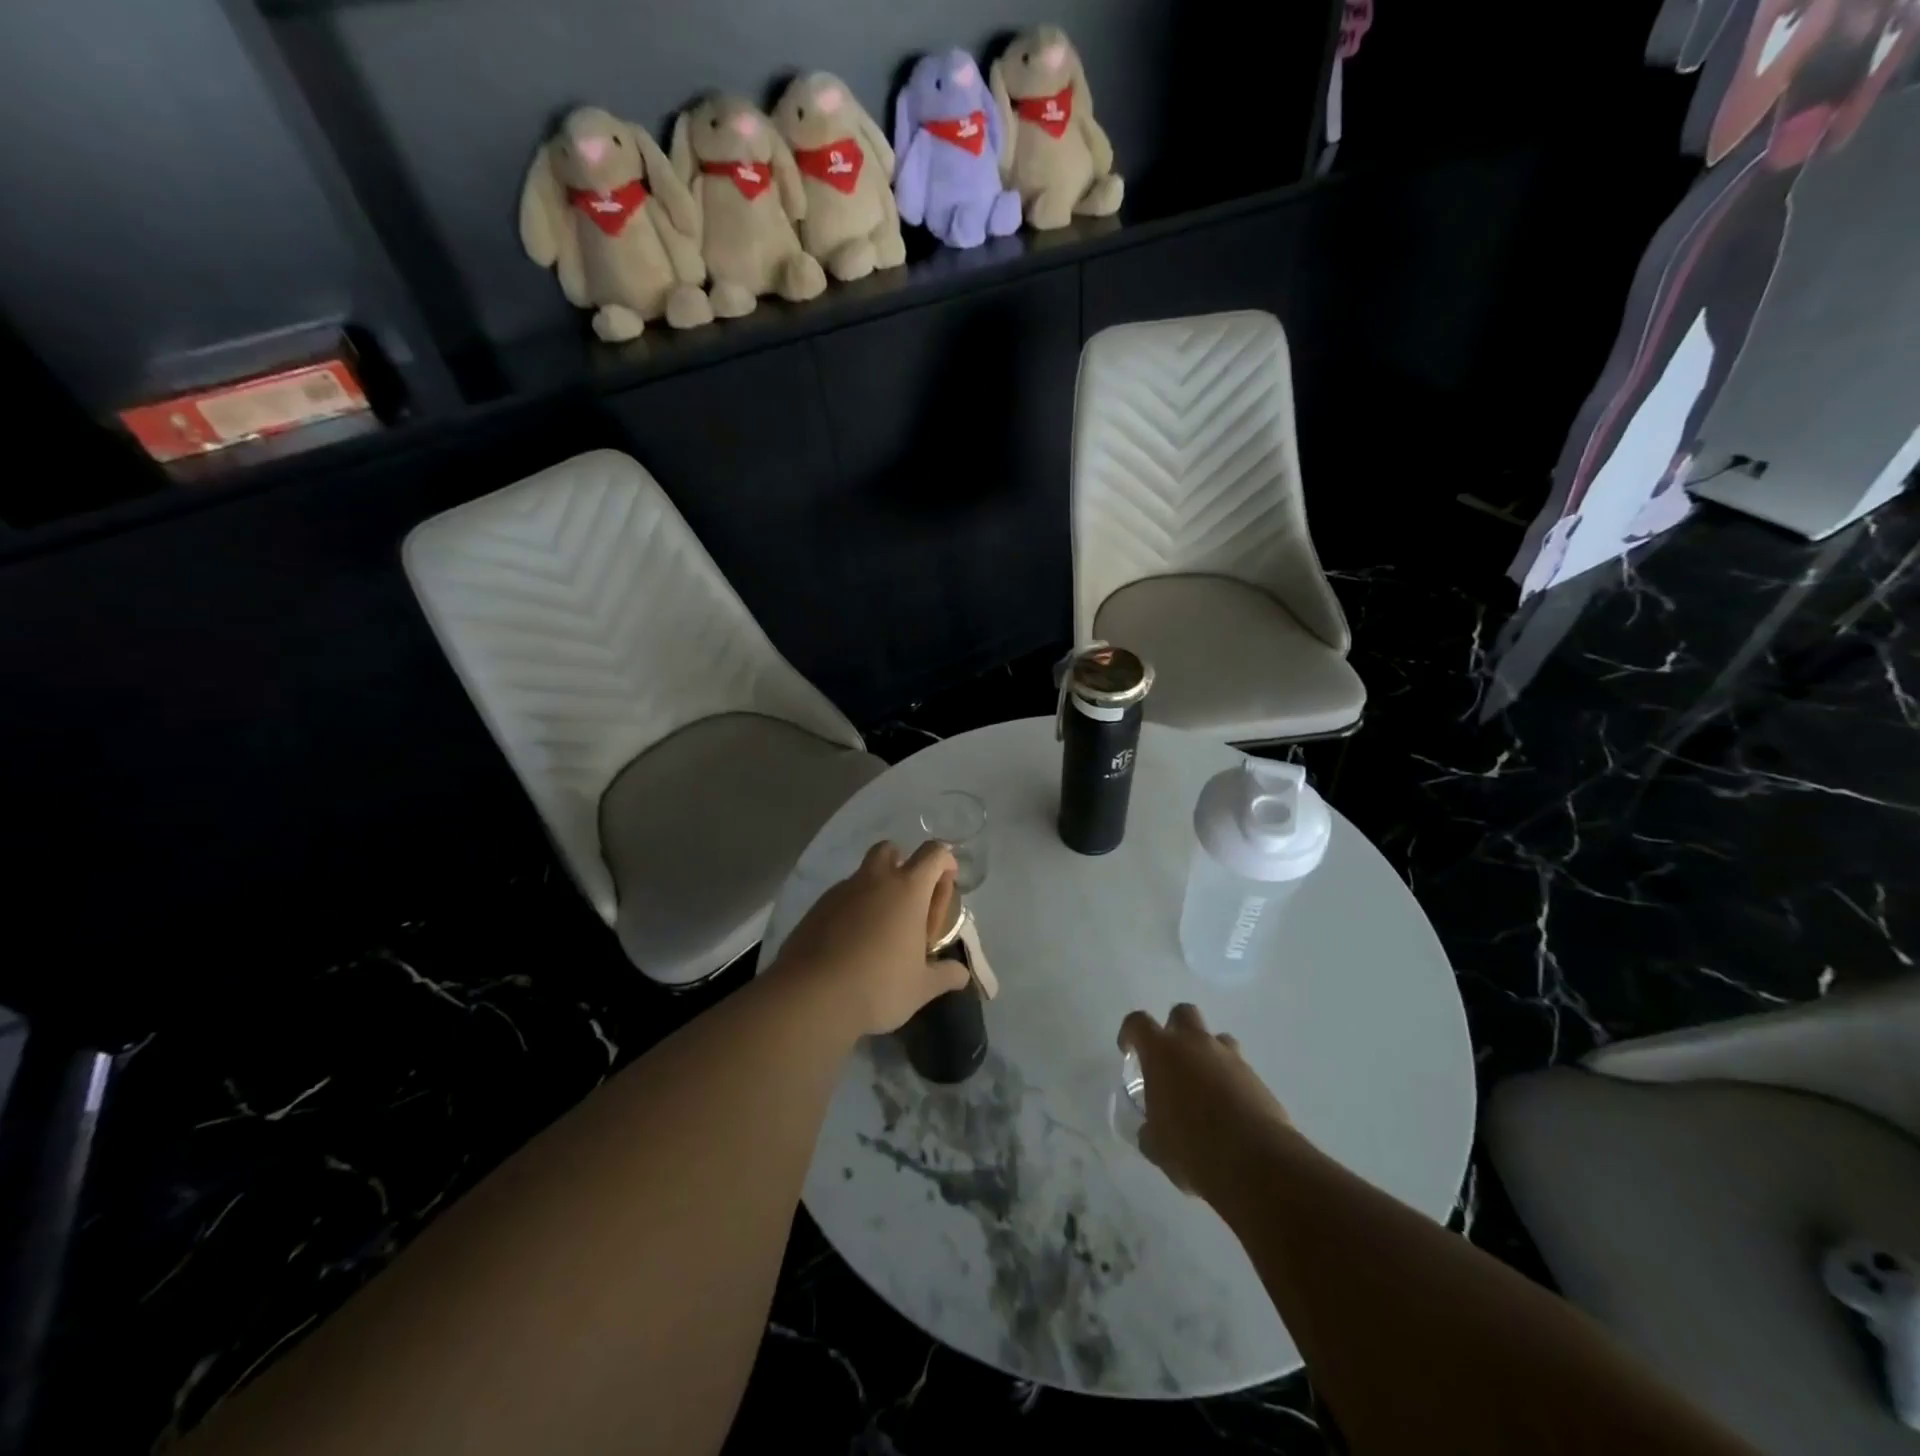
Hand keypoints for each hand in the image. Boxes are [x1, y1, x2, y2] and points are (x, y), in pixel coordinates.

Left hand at [774, 841, 970, 1037]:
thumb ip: (945, 975)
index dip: (945, 862)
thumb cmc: (878, 987)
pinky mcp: (817, 907)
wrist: (811, 997)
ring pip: (864, 873)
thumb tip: (961, 974)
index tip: (947, 884)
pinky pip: (842, 896)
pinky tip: (852, 941)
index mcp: (908, 890)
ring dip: (877, 888)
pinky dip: (853, 908)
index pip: (934, 854)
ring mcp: (842, 891)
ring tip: (881, 929)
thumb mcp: (921, 988)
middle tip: (910, 902)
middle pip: (891, 849)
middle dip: (904, 864)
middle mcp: (875, 880)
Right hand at [1118, 1004, 1291, 1198]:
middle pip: (1183, 1013)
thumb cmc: (1193, 1148)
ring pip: (1216, 1039)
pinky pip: (1238, 1068)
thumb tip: (1150, 1130)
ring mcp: (1230, 1058)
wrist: (1256, 1163)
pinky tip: (1229, 1110)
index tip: (1128, 1050)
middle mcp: (1195, 1044)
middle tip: (1171, 1060)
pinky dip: (1230, 1081)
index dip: (1130, 1033)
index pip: (1138, 1023)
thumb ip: (1149, 1129)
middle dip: (1175, 1029)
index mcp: (1162, 1052)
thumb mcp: (1157, 1146)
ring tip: (1204, 1086)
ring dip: (1207, 1054)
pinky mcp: (1257, 1078)